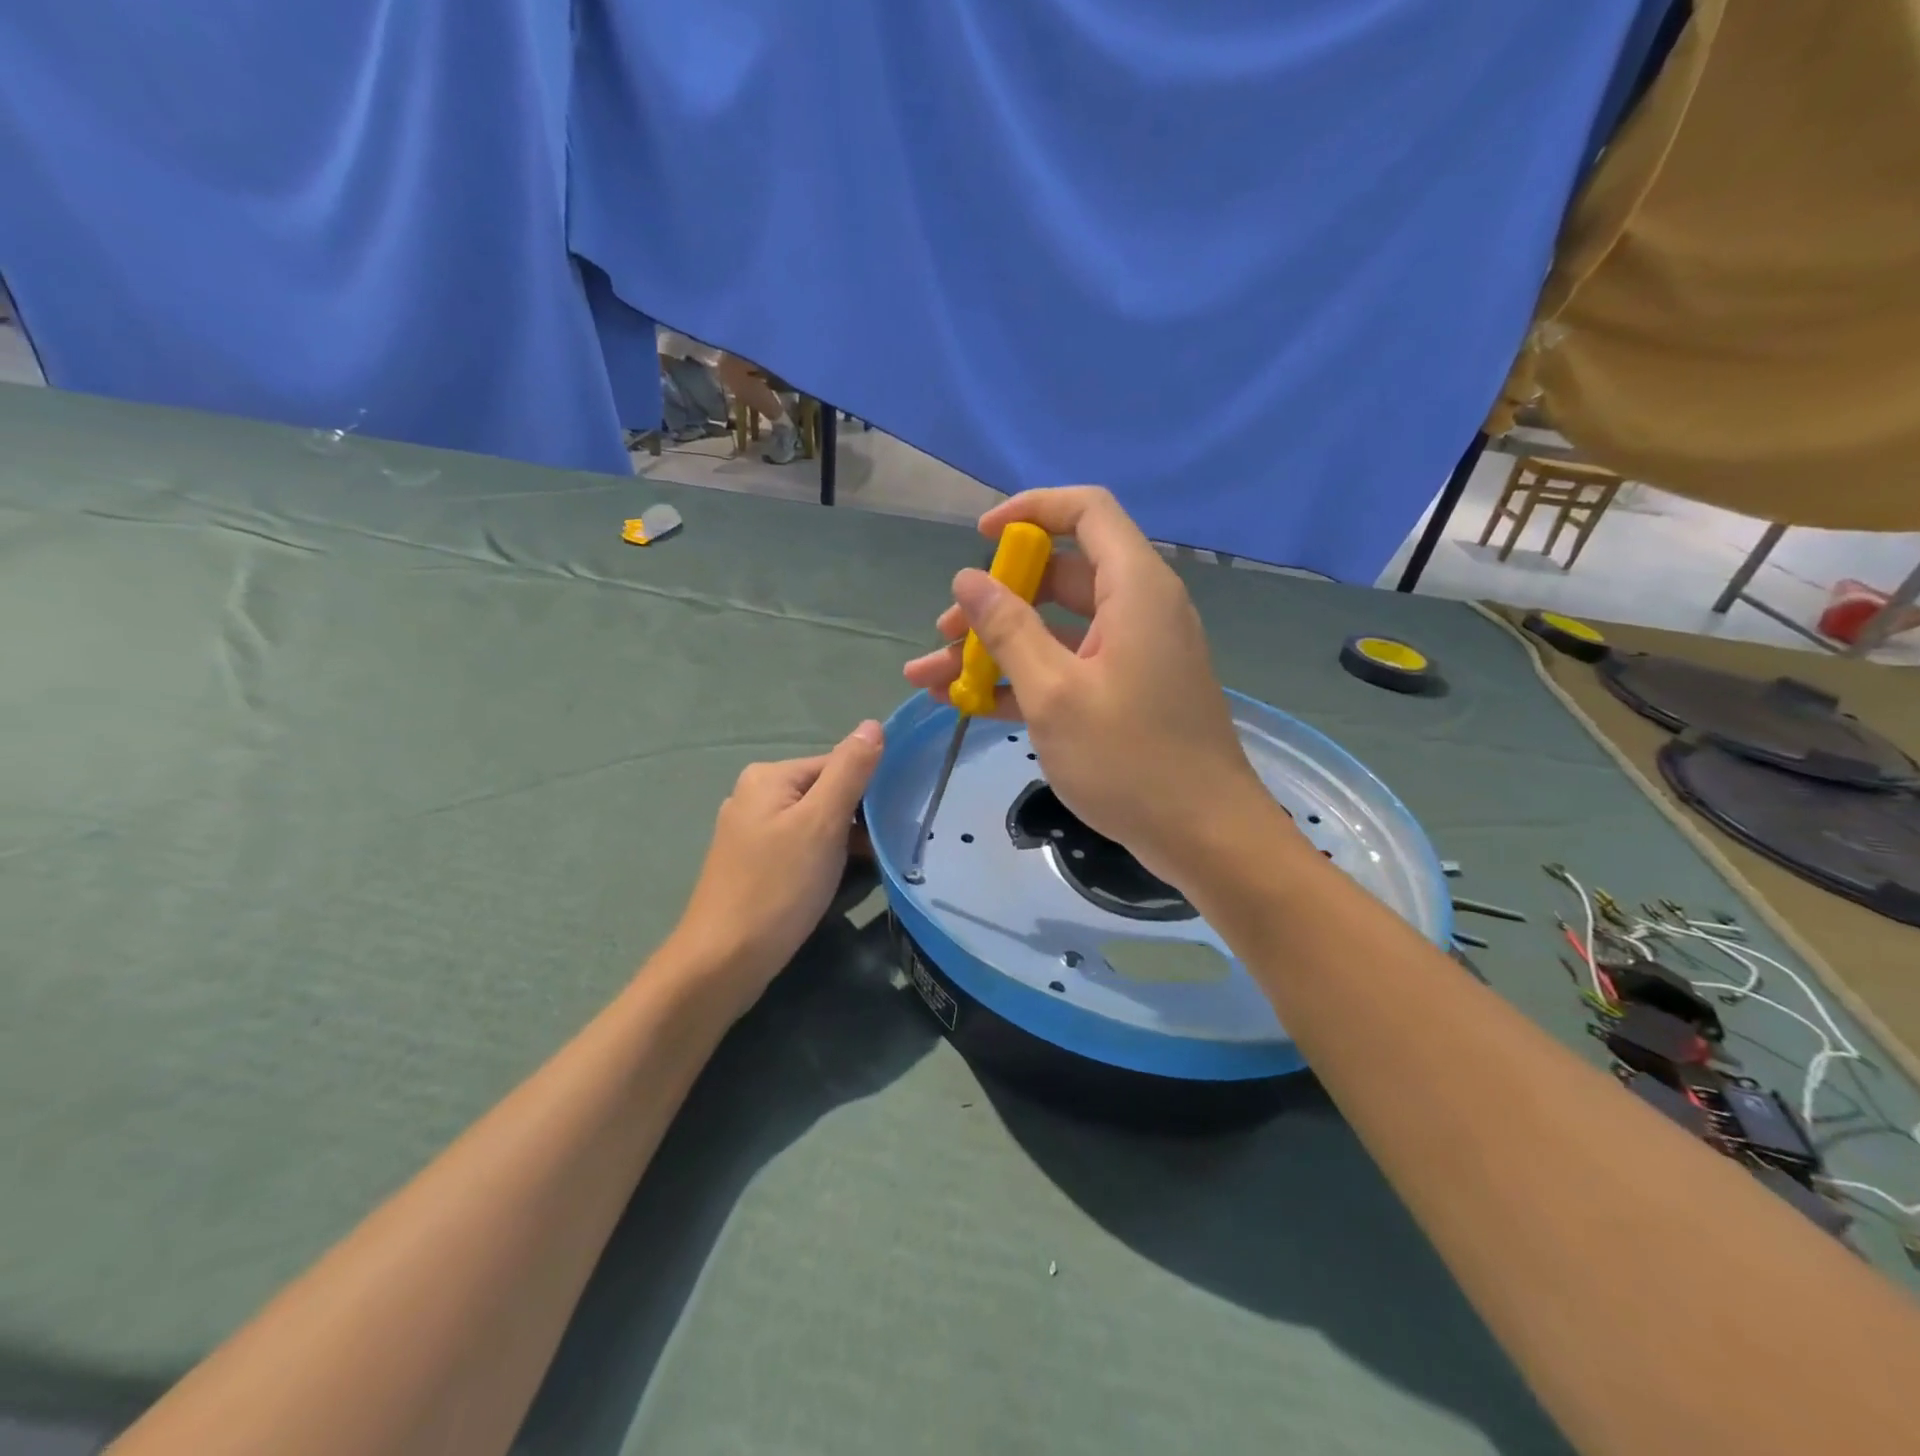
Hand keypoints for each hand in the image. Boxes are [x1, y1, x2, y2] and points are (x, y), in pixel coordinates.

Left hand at [668, 721, 883, 1012]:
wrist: (723, 962)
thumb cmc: (777, 886)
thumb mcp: (823, 822)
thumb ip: (850, 770)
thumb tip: (873, 724)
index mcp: (769, 776)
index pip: (838, 764)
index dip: (870, 790)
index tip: (895, 822)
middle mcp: (755, 796)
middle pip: (826, 793)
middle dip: (858, 819)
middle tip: (885, 849)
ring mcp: (751, 832)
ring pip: (816, 824)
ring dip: (845, 843)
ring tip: (869, 869)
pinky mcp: (753, 864)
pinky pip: (801, 848)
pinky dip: (824, 860)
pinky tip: (838, 883)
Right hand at [903, 488, 1285, 886]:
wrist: (1203, 836)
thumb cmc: (1129, 759)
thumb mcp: (1054, 693)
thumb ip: (1008, 630)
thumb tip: (967, 579)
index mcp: (1134, 588)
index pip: (1086, 510)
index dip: (1030, 510)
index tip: (980, 538)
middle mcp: (1136, 610)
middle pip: (1058, 576)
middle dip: (994, 601)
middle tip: (945, 634)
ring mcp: (1130, 654)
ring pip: (1053, 630)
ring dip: (994, 649)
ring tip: (932, 678)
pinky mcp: (1124, 692)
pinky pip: (1066, 668)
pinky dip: (1021, 680)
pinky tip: (968, 704)